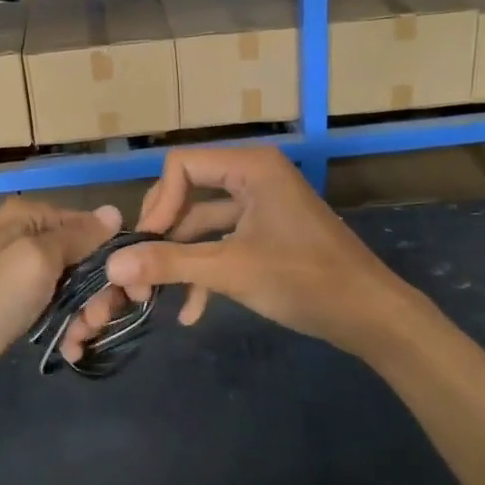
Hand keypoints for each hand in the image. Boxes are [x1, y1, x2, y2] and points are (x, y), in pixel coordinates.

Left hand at [0, 197, 120, 409]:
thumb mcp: (36, 261)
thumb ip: (78, 236)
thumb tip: (115, 211)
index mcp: (28, 217)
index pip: (90, 226)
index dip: (114, 257)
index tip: (133, 292)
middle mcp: (24, 238)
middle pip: (84, 259)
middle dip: (98, 293)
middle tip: (97, 323)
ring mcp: (18, 274)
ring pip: (73, 288)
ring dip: (85, 315)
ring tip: (80, 340)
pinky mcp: (14, 307)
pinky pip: (54, 309)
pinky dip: (67, 327)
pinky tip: (71, 349)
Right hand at [60, 147, 410, 362]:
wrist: (372, 317)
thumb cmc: (304, 280)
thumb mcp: (231, 270)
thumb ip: (170, 263)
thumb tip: (112, 264)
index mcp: (250, 167)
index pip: (181, 166)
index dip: (158, 204)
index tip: (144, 246)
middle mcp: (253, 176)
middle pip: (187, 193)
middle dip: (163, 235)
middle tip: (140, 271)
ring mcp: (261, 206)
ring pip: (203, 223)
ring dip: (181, 259)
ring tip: (154, 297)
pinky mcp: (267, 233)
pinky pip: (224, 242)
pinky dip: (206, 269)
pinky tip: (191, 311)